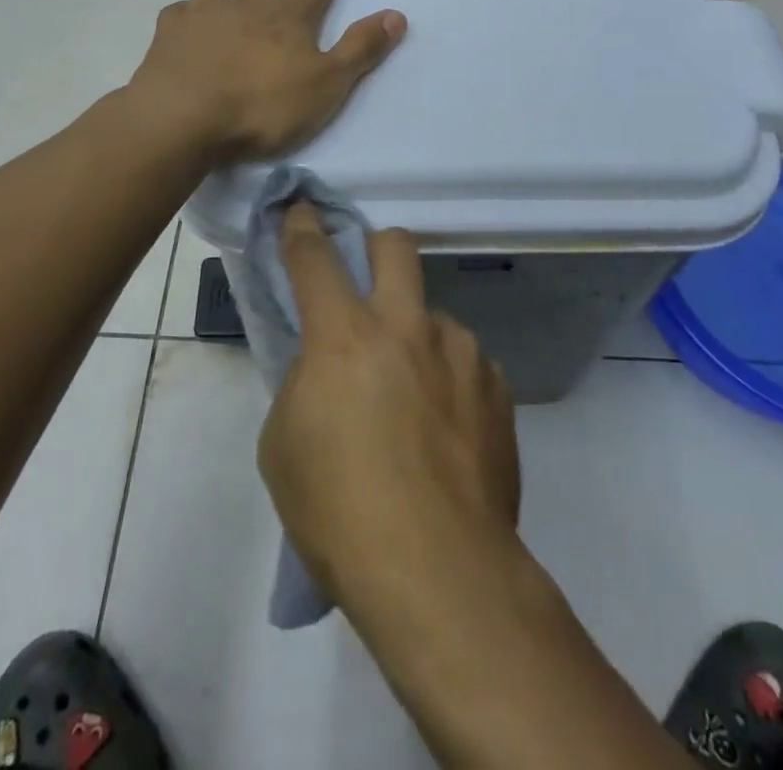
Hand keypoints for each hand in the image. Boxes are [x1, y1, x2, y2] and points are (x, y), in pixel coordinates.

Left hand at [130, 0, 405, 162]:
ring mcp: (204, 13)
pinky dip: (188, 4)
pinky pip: (179, 7)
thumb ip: (361, 49)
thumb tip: (396, 15)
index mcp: (288, 15)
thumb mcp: (327, 85)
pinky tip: (189, 11)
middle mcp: (246, 2)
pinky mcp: (170, 32)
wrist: (183, 118)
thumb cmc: (261, 106)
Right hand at [258, 203, 520, 608]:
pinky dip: (450, 381)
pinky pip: (466, 363)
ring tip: (414, 399)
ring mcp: (460, 354)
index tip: (302, 210)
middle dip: (376, 247)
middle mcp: (407, 327)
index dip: (304, 228)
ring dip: (417, 337)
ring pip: (434, 316)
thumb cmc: (340, 512)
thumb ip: (305, 384)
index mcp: (345, 337)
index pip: (316, 259)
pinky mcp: (497, 388)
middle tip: (368, 279)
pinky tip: (446, 432)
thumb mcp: (285, 445)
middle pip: (396, 247)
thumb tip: (328, 368)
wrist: (438, 572)